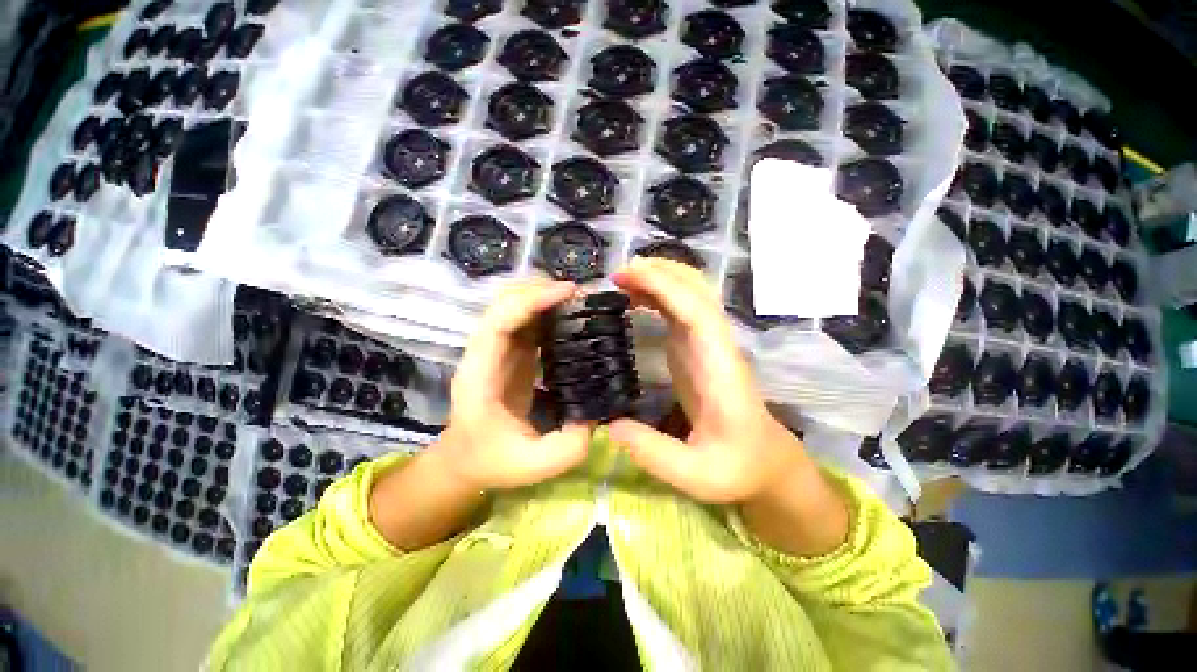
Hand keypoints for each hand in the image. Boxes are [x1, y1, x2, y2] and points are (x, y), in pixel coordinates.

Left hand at [432, 279, 592, 491]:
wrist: (466, 461)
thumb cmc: (492, 461)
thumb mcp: (532, 465)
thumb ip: (567, 447)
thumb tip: (595, 417)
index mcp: (480, 373)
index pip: (499, 321)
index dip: (530, 300)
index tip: (567, 292)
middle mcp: (485, 353)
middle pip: (505, 303)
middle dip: (541, 290)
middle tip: (580, 294)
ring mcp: (497, 350)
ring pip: (515, 306)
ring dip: (545, 297)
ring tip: (579, 301)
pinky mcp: (511, 353)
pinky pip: (527, 321)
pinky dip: (548, 310)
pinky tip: (570, 316)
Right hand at [608, 258, 803, 504]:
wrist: (763, 461)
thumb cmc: (737, 467)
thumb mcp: (695, 475)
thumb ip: (654, 453)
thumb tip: (610, 426)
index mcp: (720, 367)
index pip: (697, 311)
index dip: (664, 287)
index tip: (628, 276)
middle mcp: (716, 345)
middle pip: (697, 291)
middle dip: (660, 272)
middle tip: (618, 274)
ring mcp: (708, 343)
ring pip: (690, 295)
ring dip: (659, 279)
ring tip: (622, 280)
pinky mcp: (697, 349)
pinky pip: (680, 310)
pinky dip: (658, 296)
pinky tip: (636, 300)